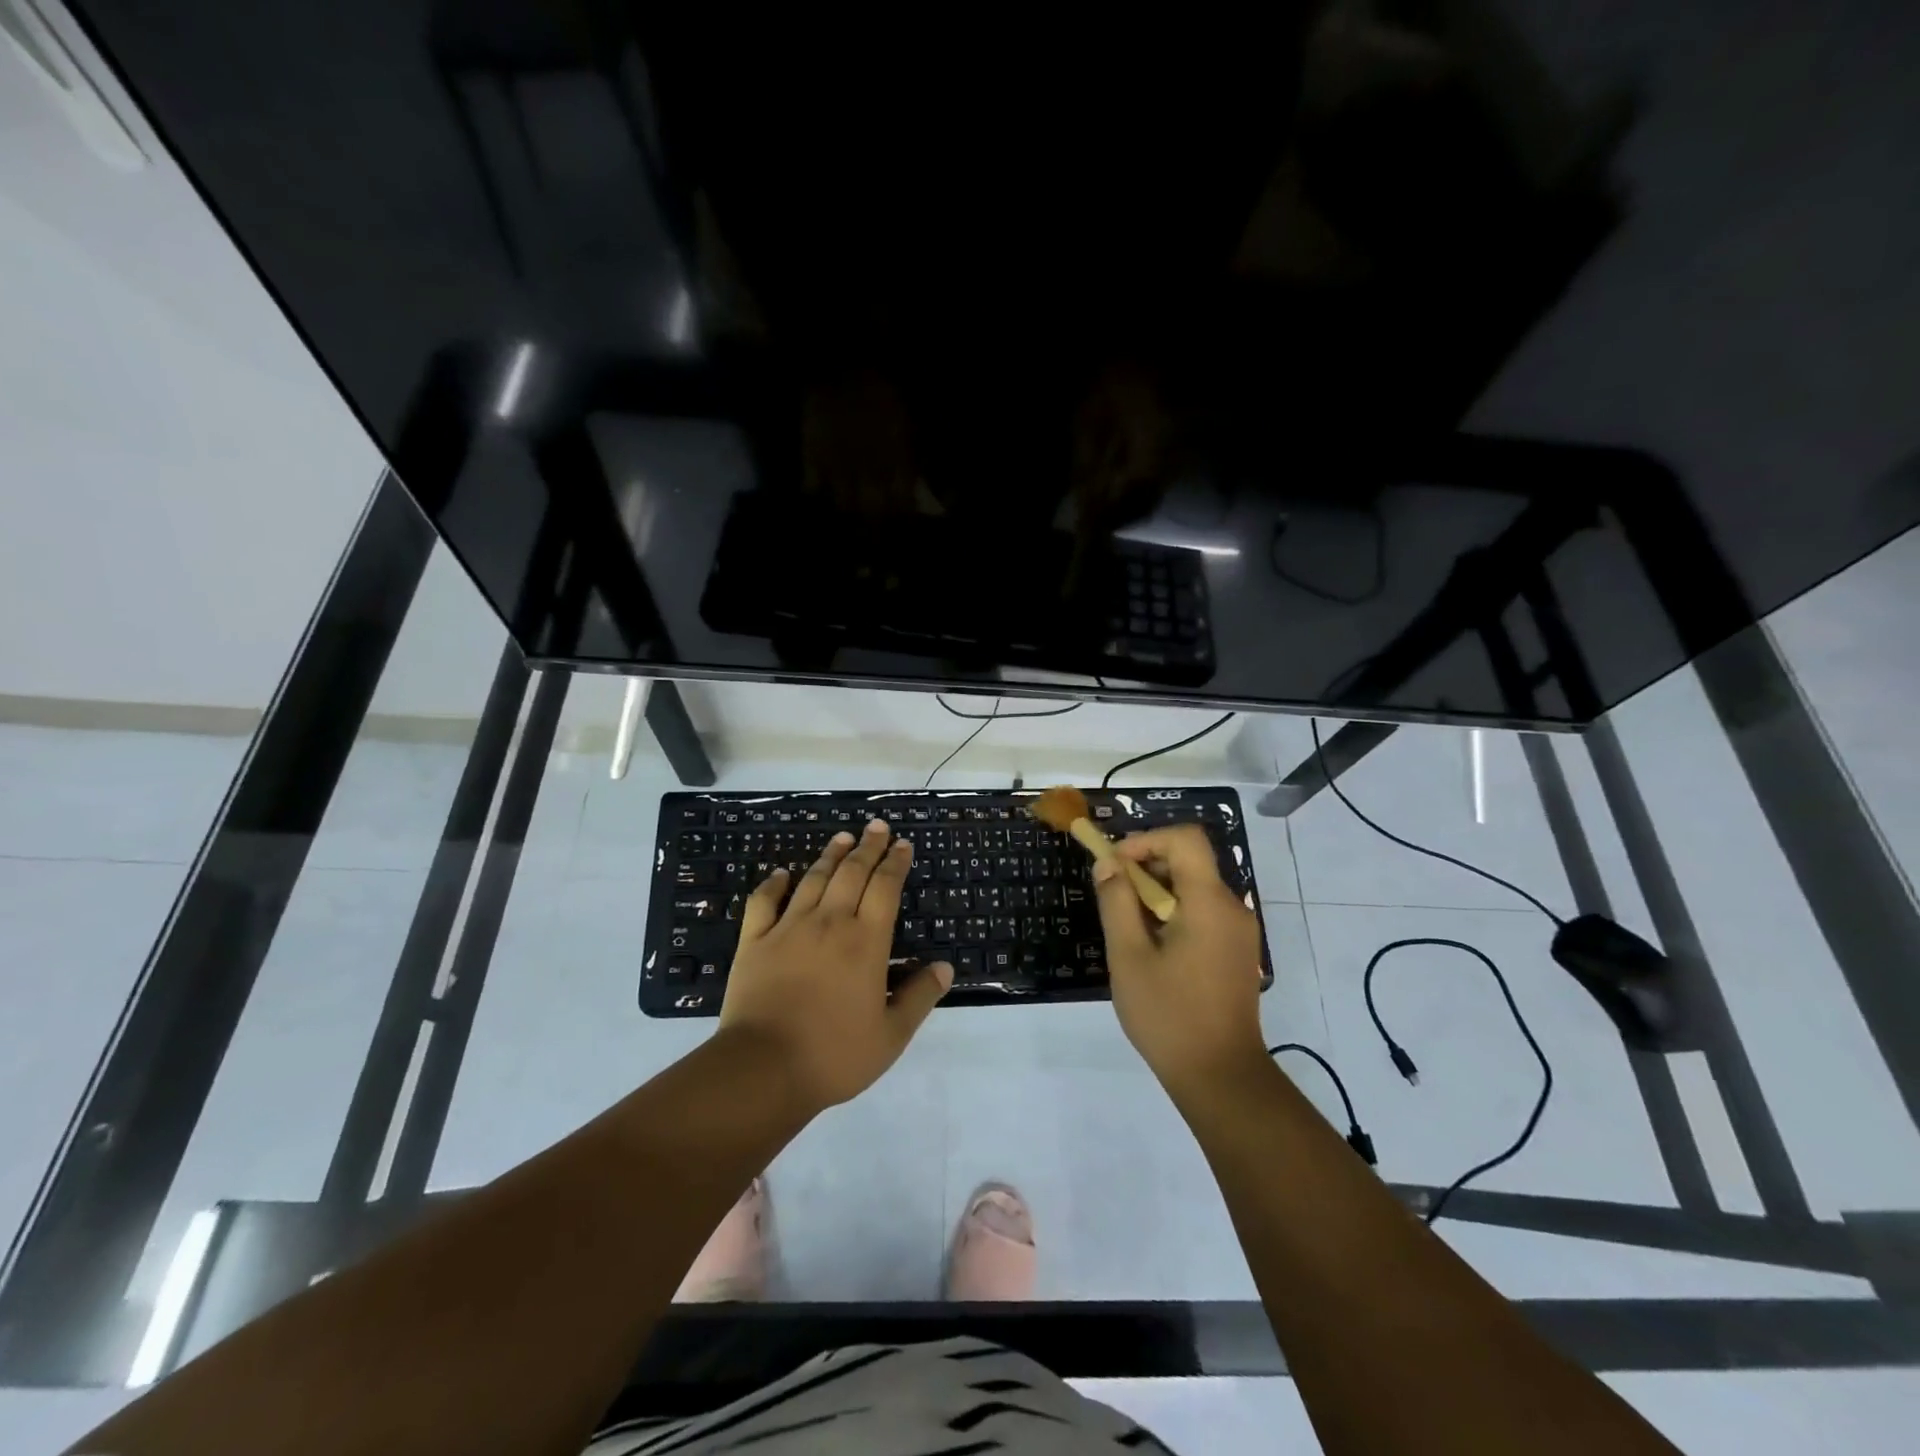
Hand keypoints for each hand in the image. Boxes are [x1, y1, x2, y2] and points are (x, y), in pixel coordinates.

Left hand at [719, 819, 951, 1110]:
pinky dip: (773, 884)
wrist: (763, 1069)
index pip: (886, 888)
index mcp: (866, 942)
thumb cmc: (834, 1055)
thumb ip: (919, 997)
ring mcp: (788, 928)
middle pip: (852, 873)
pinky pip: (764, 902)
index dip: (895, 863)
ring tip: (842, 837)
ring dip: (830, 855)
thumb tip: (944, 967)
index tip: (902, 844)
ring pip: (813, 879)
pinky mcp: (754, 941)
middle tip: (877, 826)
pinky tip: (781, 874)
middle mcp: (830, 923)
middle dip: (868, 847)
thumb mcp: (891, 1036)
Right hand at [1093, 825, 1267, 1097]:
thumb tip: (1108, 864)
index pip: (1185, 839)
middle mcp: (1232, 907)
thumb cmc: (1169, 1015)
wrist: (1221, 1077)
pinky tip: (1151, 947)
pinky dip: (1173, 912)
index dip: (1146, 839)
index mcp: (1209, 902)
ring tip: (1127, 926)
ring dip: (1157, 891)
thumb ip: (1116, 902)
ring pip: (1195, 887)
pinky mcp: (1236, 951)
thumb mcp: (1129, 956)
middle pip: (1189, 860)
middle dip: (1146, 866)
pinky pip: (1203, 912)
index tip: (1114, 864)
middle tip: (1113, 896)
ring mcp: (1238, 931)